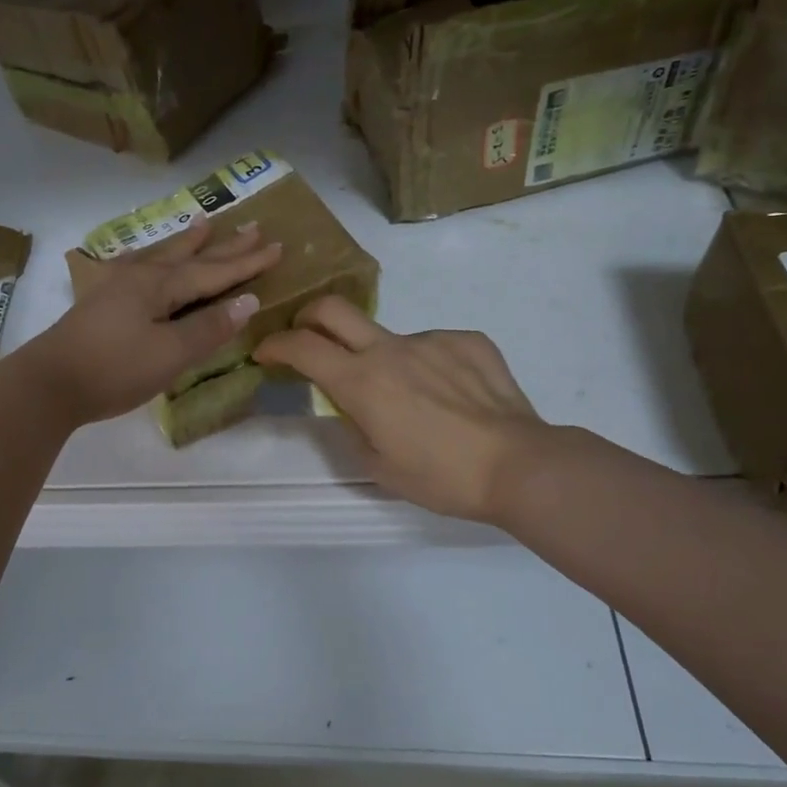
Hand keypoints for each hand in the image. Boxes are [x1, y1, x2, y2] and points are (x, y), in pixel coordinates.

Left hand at [17, 220, 282, 426]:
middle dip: (224, 245)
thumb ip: (208, 327)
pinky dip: (151, 258)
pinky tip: (143, 257)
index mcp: (160, 285)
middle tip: (252, 226)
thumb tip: (248, 301)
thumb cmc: (114, 369)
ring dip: (187, 242)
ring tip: (204, 223)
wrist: (48, 384)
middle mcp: (140, 277)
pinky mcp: (101, 302)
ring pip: (162, 256)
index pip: (214, 271)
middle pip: (191, 256)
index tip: (277, 246)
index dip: (247, 262)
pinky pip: (138, 267)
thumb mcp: (170, 353)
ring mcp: (117, 287)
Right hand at [256, 296, 549, 525]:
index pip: (302, 347)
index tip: (266, 352)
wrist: (520, 465)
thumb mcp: (379, 468)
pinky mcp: (468, 340)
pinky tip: (451, 397)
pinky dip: (429, 367)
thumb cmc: (442, 477)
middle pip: (333, 309)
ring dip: (383, 360)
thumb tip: (353, 407)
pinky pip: (434, 347)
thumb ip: (353, 428)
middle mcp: (391, 349)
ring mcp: (432, 340)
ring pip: (391, 338)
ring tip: (415, 402)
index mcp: (362, 382)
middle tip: (308, 336)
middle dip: (308, 317)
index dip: (275, 345)